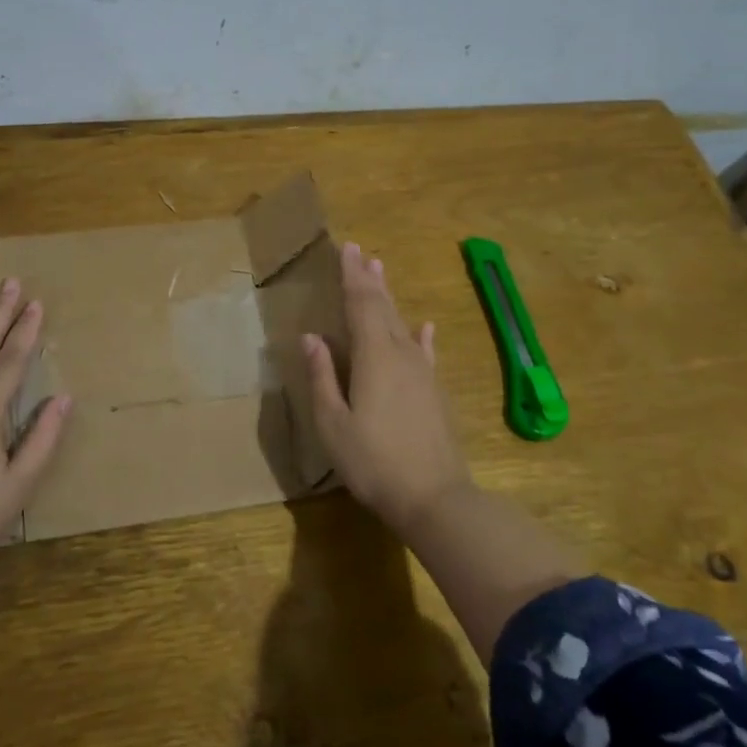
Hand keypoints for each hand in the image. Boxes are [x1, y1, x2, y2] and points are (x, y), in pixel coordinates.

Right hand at [304, 242, 472, 536]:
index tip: (346, 249)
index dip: (352, 276)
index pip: (361, 304)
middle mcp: (401, 354)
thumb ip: (322, 377)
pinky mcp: (434, 391)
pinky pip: (425, 352)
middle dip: (370, 279)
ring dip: (390, 298)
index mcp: (373, 357)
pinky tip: (424, 327)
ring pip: (403, 324)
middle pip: (383, 308)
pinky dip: (422, 336)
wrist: (434, 498)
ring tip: (381, 274)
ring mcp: (423, 372)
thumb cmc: (373, 461)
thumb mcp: (333, 423)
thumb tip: (311, 338)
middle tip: (361, 253)